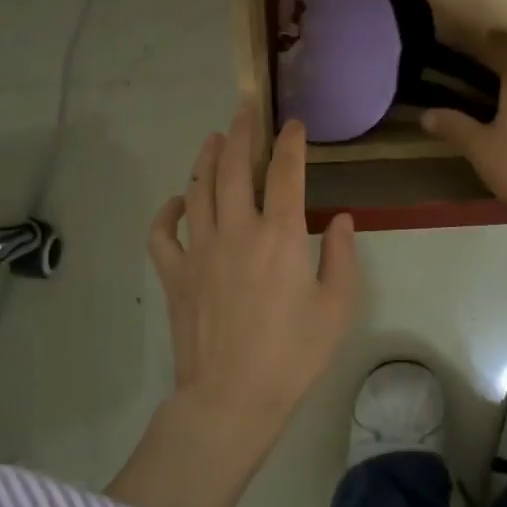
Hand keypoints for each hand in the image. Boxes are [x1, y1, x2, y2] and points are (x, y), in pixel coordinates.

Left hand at [109, 104, 358, 506]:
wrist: (232, 397)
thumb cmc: (293, 354)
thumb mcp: (338, 307)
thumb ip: (344, 257)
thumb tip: (344, 220)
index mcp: (281, 235)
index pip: (287, 173)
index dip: (291, 143)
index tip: (294, 124)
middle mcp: (238, 230)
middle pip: (235, 167)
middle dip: (242, 132)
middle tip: (245, 109)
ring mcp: (200, 250)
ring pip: (198, 189)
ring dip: (206, 159)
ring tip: (214, 138)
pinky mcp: (175, 274)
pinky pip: (162, 233)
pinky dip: (166, 212)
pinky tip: (176, 201)